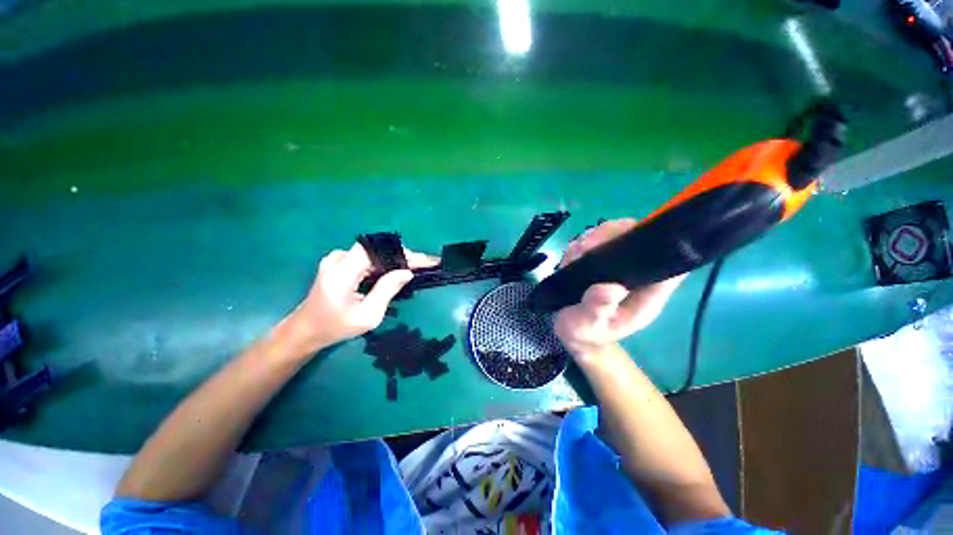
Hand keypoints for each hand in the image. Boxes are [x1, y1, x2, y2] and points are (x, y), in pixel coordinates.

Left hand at [281, 243, 437, 353]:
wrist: (306, 329)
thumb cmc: (336, 326)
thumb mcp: (367, 315)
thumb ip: (387, 290)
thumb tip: (407, 272)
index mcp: (342, 272)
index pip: (376, 251)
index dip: (401, 253)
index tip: (423, 260)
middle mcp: (338, 259)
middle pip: (377, 250)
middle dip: (403, 256)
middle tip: (425, 264)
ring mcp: (337, 259)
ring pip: (374, 253)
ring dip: (395, 260)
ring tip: (416, 266)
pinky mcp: (339, 263)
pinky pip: (367, 258)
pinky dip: (384, 264)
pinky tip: (397, 270)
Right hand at [554, 218, 684, 357]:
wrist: (574, 333)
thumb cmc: (585, 332)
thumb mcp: (586, 326)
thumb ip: (597, 310)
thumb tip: (611, 288)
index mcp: (646, 294)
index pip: (668, 263)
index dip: (659, 244)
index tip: (628, 238)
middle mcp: (637, 276)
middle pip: (640, 239)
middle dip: (612, 235)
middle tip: (585, 248)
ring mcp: (619, 267)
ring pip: (618, 235)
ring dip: (594, 238)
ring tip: (574, 254)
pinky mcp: (603, 262)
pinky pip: (598, 241)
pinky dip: (583, 243)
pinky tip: (570, 256)